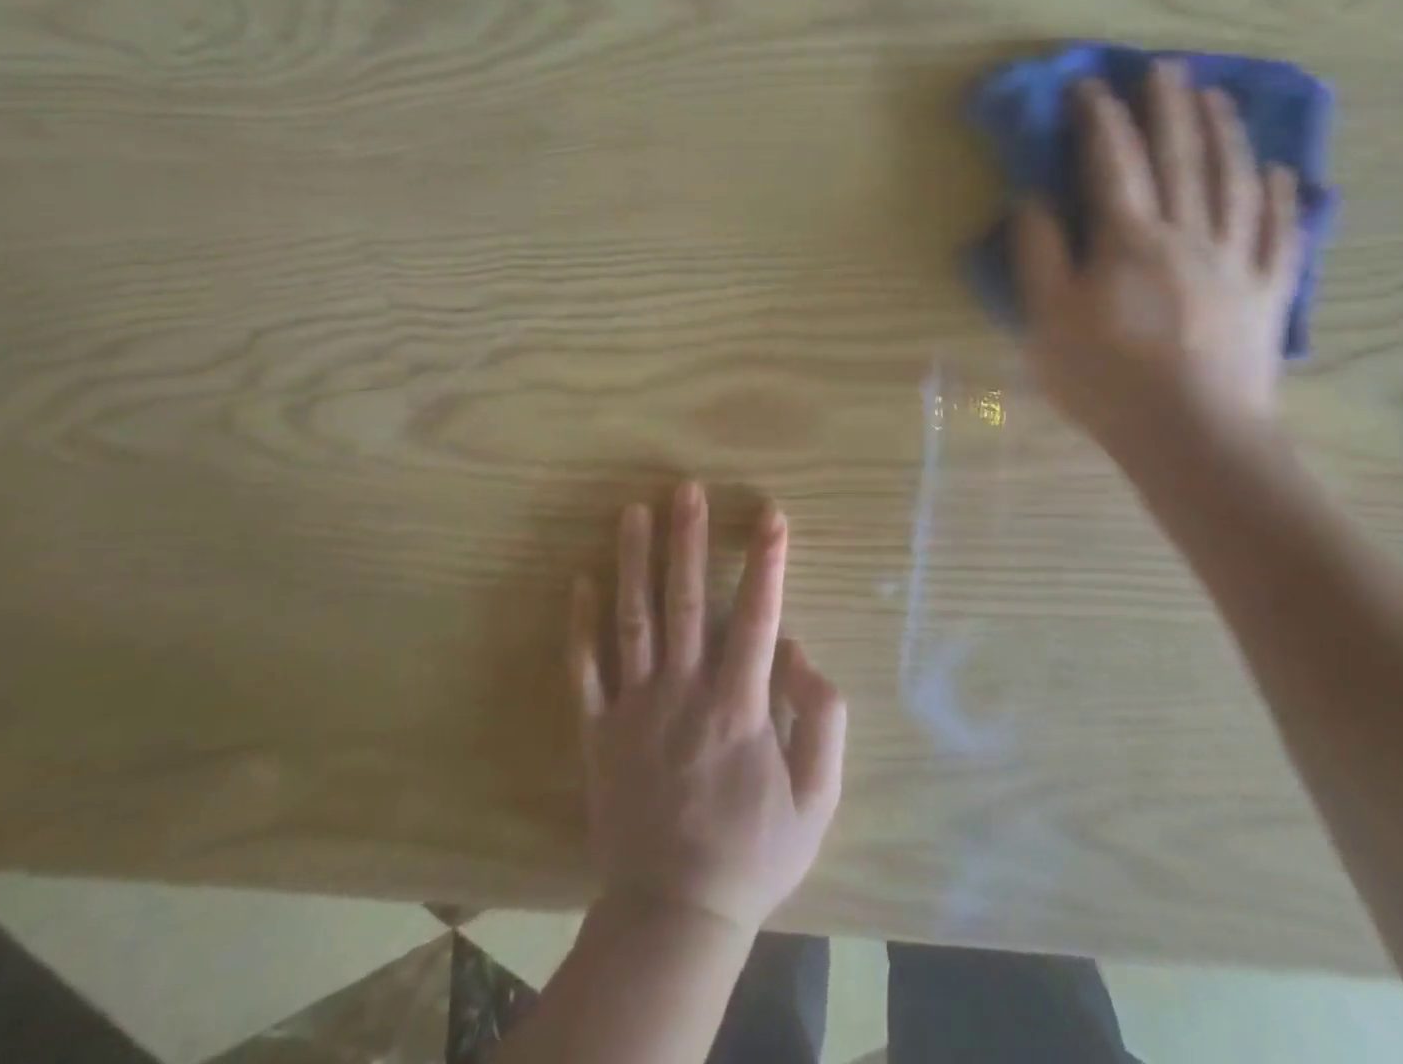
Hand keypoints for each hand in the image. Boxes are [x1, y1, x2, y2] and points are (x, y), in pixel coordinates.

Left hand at [569, 482, 847, 935]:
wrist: (674, 915)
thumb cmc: (752, 853)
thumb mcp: (816, 800)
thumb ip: (821, 720)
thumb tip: (797, 651)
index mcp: (738, 706)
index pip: (757, 616)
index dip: (766, 562)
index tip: (770, 514)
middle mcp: (683, 692)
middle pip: (685, 601)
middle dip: (688, 540)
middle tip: (686, 488)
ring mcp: (635, 708)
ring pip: (633, 621)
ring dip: (633, 562)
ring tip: (634, 511)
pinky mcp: (599, 730)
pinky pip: (586, 670)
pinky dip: (582, 625)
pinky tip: (582, 581)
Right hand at [1014, 59, 1301, 458]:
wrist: (1193, 437)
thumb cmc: (1107, 380)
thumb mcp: (1047, 320)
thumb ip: (1039, 253)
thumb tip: (1034, 199)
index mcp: (1129, 240)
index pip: (1113, 162)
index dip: (1100, 118)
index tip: (1089, 84)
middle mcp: (1188, 234)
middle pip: (1180, 157)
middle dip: (1169, 107)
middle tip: (1166, 66)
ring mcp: (1235, 261)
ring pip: (1234, 181)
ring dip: (1224, 133)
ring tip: (1218, 97)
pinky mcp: (1265, 292)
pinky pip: (1279, 232)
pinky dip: (1282, 197)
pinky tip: (1282, 173)